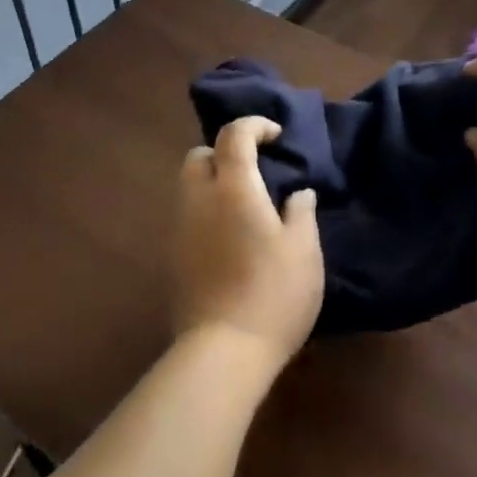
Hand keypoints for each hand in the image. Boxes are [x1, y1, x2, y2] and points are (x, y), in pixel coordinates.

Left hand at [171, 116, 323, 371]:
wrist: (223, 350)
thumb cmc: (273, 293)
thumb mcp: (304, 250)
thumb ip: (301, 212)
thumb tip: (298, 193)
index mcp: (233, 188)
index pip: (233, 135)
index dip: (254, 126)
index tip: (276, 137)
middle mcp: (198, 199)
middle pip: (199, 156)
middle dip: (224, 153)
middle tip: (256, 173)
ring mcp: (179, 229)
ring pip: (189, 187)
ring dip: (213, 183)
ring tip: (245, 207)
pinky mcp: (172, 257)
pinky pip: (187, 216)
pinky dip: (206, 211)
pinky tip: (230, 238)